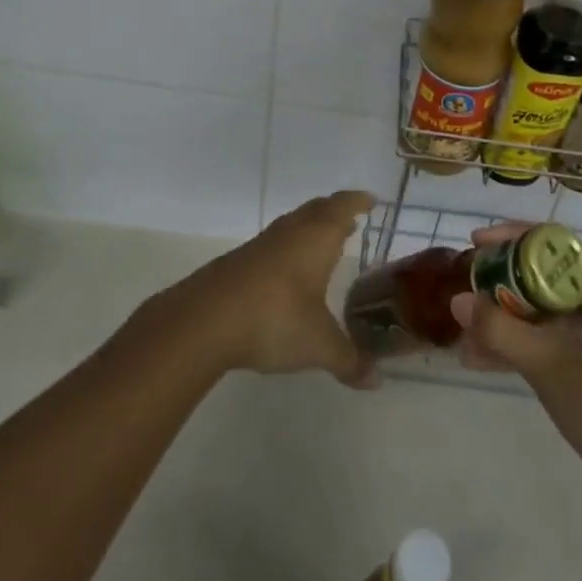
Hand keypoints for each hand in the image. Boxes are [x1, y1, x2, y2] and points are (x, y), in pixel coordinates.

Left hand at [159, 190, 378, 389]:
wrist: (205, 320)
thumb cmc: (275, 318)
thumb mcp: (319, 345)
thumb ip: (349, 360)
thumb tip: (376, 380)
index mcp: (317, 238)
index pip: (343, 206)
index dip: (358, 201)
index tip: (371, 200)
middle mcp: (291, 232)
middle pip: (317, 209)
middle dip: (335, 211)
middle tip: (351, 220)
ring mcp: (261, 245)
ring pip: (292, 224)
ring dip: (310, 228)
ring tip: (322, 243)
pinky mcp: (238, 262)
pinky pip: (273, 244)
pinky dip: (288, 248)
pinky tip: (287, 272)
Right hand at [450, 224, 581, 520]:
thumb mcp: (550, 367)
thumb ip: (500, 330)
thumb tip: (457, 300)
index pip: (554, 242)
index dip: (510, 239)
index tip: (474, 245)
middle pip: (548, 272)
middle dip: (503, 284)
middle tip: (466, 291)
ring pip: (549, 307)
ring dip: (509, 319)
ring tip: (466, 333)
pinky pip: (558, 334)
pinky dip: (526, 342)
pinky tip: (484, 360)